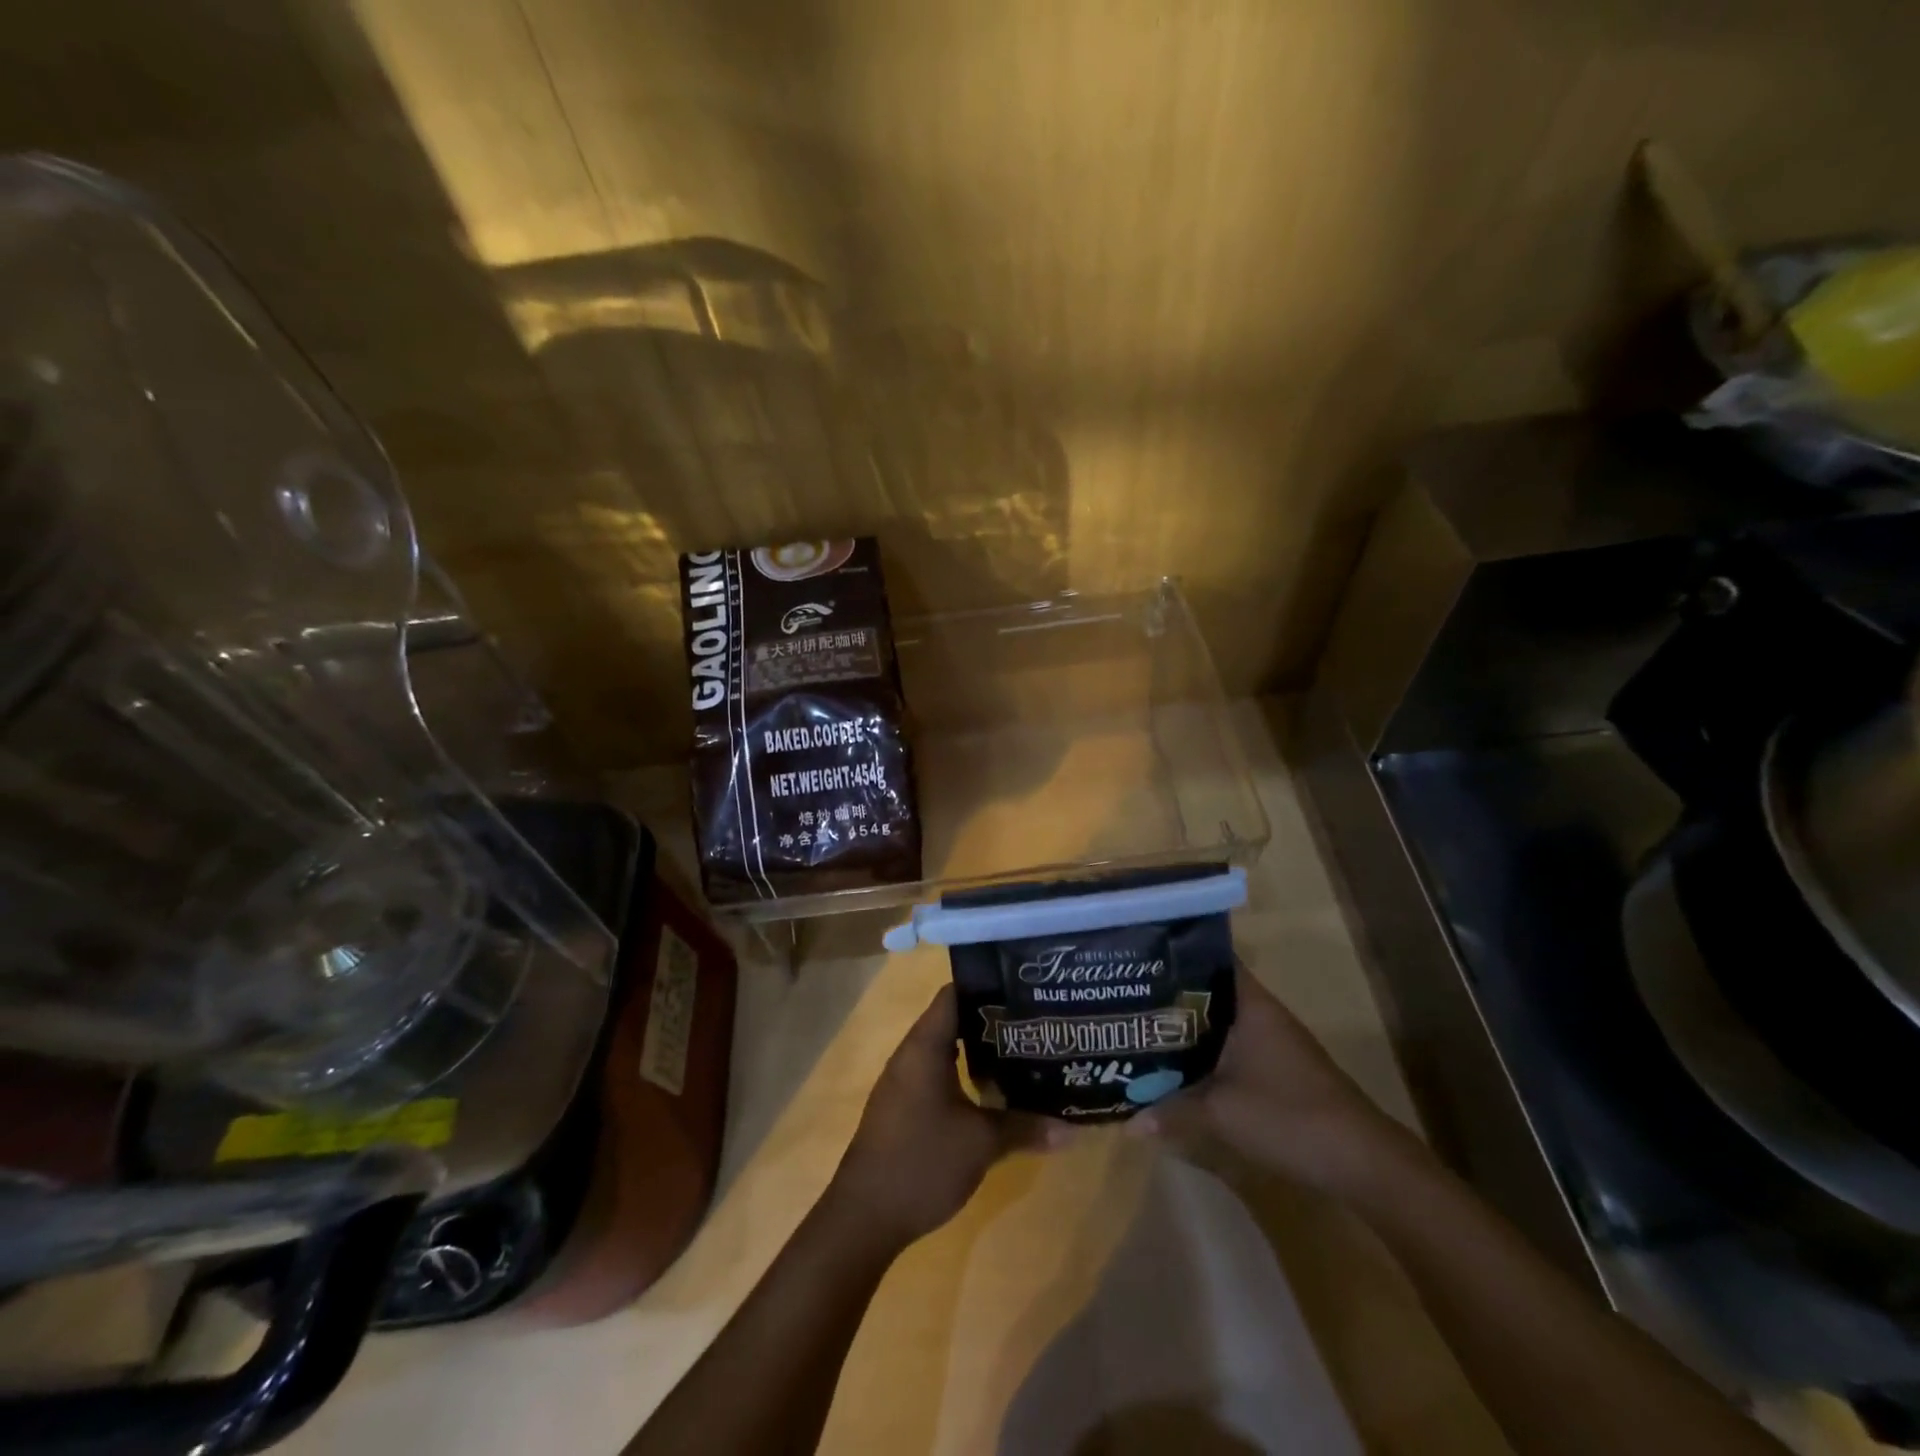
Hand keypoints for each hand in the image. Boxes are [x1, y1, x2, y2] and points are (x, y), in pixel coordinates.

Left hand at [827, 985, 1055, 1246]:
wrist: (864, 1217)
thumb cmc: (922, 1162)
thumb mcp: (981, 1143)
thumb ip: (1024, 1127)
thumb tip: (1072, 1129)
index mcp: (924, 1046)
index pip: (955, 994)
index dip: (988, 986)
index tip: (1025, 989)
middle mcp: (911, 1055)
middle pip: (954, 1021)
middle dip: (993, 1022)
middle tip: (1035, 1024)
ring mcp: (905, 1083)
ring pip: (948, 1052)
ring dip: (981, 1053)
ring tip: (1025, 1055)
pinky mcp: (904, 1109)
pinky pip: (939, 1077)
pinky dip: (966, 1077)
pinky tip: (995, 1094)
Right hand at [1130, 962, 1421, 1194]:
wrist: (1361, 1161)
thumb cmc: (1288, 1116)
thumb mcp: (1221, 1113)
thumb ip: (1172, 1110)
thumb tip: (1128, 1122)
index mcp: (1251, 1004)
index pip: (1211, 959)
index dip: (1175, 954)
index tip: (1138, 955)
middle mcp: (1261, 1013)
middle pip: (1208, 991)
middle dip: (1170, 994)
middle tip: (1125, 995)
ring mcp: (1271, 1041)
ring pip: (1218, 1021)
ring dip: (1185, 1026)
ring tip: (1139, 1026)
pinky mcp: (1276, 1068)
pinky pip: (1229, 1046)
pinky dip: (1203, 1050)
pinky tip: (1176, 1064)